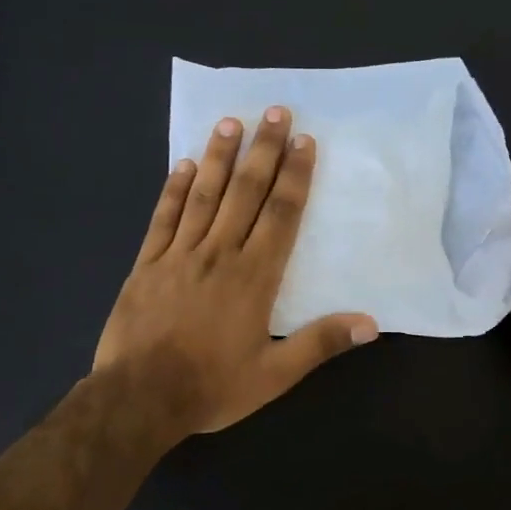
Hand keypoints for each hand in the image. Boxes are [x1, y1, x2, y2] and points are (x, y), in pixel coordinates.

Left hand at [94, 107, 376, 440]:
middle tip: (275, 111)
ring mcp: (179, 255)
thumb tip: (371, 323)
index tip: (304, 142)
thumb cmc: (212, 387)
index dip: (295, 176)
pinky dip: (174, 189)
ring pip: (203, 195)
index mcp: (254, 277)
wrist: (139, 398)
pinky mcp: (147, 264)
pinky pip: (163, 218)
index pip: (281, 215)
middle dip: (263, 150)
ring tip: (231, 122)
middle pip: (245, 192)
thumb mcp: (275, 375)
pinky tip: (182, 164)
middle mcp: (219, 254)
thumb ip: (320, 343)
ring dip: (219, 157)